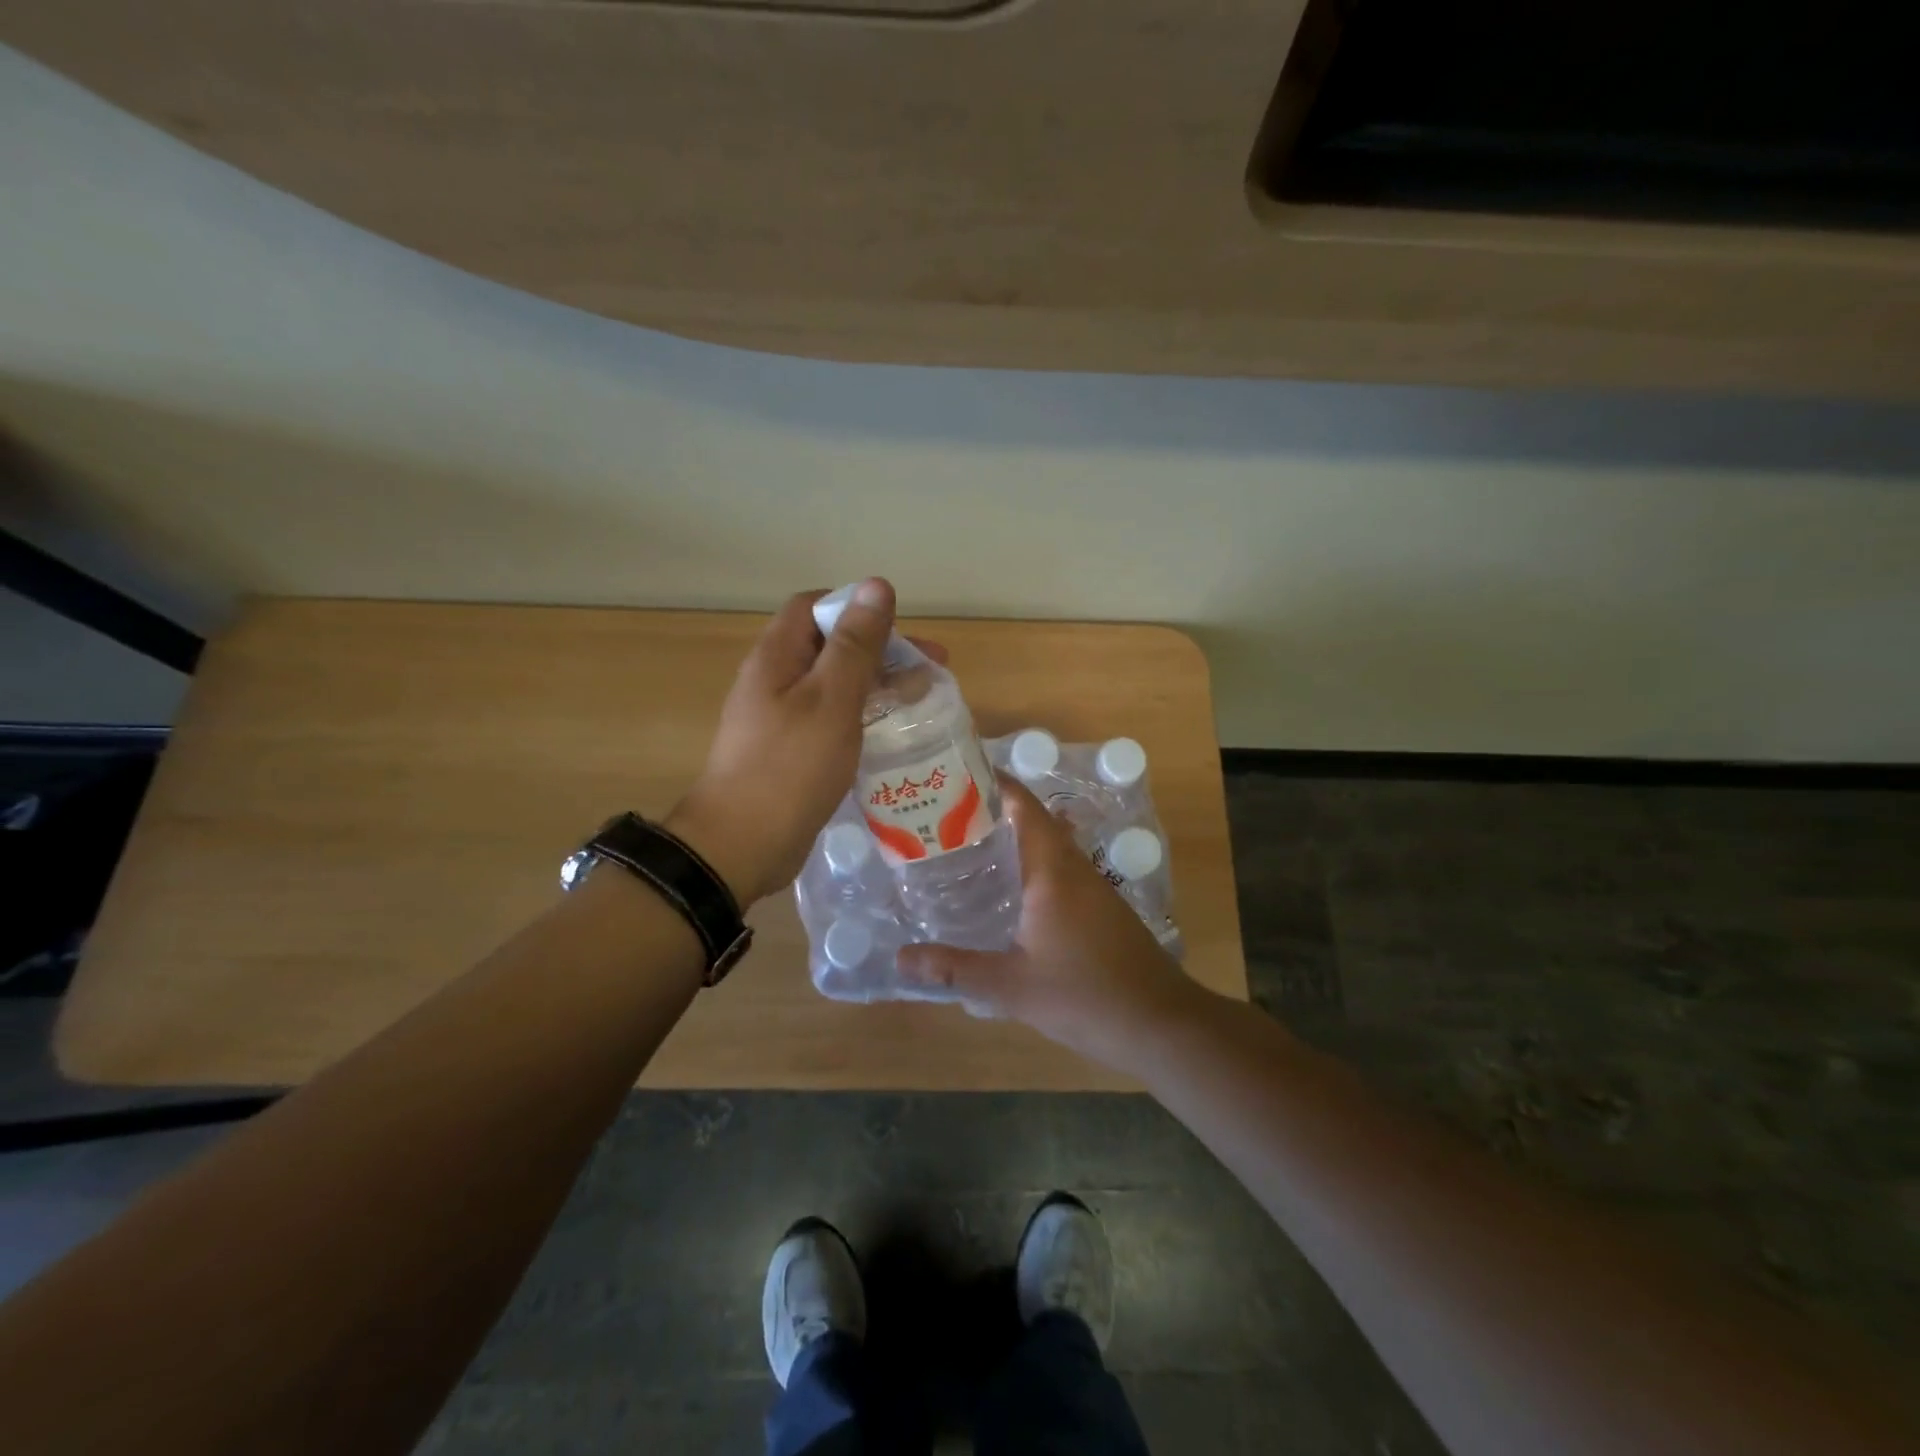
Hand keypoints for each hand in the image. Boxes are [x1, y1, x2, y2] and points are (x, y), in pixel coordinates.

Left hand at [669, 579, 943, 905]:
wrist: (742, 845)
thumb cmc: (789, 766)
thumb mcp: (830, 699)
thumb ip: (855, 644)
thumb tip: (875, 585)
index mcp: (777, 656)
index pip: (814, 606)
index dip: (857, 608)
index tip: (900, 630)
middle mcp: (775, 680)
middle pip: (830, 646)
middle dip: (881, 651)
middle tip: (932, 670)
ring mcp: (781, 719)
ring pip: (835, 686)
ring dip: (878, 686)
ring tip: (923, 702)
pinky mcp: (791, 753)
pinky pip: (832, 721)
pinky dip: (864, 719)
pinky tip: (893, 737)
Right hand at [895, 778, 1206, 1071]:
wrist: (1160, 1024)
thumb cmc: (1084, 995)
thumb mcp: (1011, 985)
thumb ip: (955, 969)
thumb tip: (901, 959)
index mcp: (1053, 870)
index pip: (1024, 806)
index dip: (995, 784)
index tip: (957, 776)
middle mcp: (1075, 867)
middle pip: (1035, 822)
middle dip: (994, 813)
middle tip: (946, 819)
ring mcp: (1094, 888)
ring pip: (1050, 847)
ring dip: (1015, 841)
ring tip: (968, 850)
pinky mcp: (1102, 909)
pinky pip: (1061, 872)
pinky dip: (1032, 868)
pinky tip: (1009, 895)